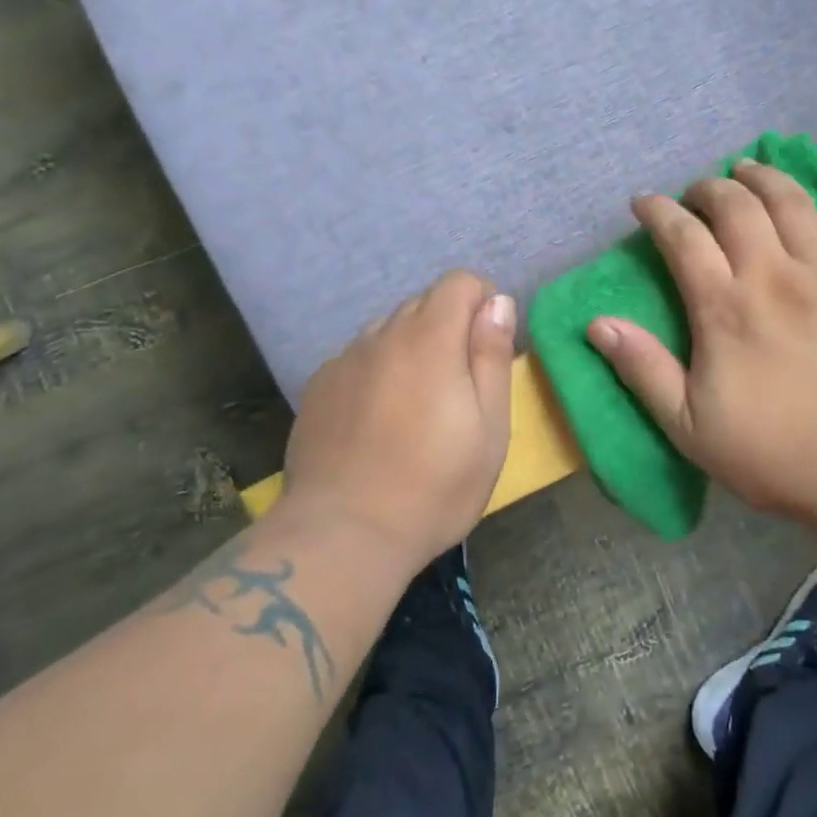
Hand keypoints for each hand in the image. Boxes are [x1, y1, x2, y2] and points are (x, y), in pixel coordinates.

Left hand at [284, 270, 516, 570]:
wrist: (344, 534)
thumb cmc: (434, 485)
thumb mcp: (490, 427)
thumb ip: (492, 355)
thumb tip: (498, 302)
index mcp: (430, 339)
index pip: (458, 282)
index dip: (481, 303)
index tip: (487, 348)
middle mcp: (382, 336)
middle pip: (422, 303)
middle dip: (447, 327)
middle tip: (456, 386)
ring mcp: (344, 361)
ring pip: (387, 331)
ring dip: (409, 349)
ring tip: (414, 406)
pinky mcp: (317, 388)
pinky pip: (357, 359)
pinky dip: (375, 372)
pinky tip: (375, 422)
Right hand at [587, 144, 816, 527]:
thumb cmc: (775, 454)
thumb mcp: (688, 426)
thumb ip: (643, 369)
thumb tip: (596, 323)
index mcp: (724, 307)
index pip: (682, 238)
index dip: (658, 212)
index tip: (644, 204)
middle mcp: (772, 275)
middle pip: (735, 207)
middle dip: (707, 189)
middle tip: (695, 196)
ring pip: (790, 201)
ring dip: (762, 176)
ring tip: (746, 169)